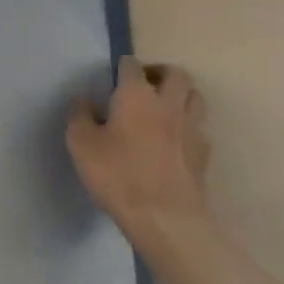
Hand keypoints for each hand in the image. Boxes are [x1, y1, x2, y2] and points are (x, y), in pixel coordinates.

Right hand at [67, 59, 210, 240]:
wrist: (165, 219)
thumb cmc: (119, 176)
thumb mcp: (81, 145)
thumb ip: (80, 116)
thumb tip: (84, 100)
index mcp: (136, 94)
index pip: (132, 64)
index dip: (122, 67)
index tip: (113, 79)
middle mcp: (168, 103)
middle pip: (176, 73)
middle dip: (161, 73)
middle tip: (146, 86)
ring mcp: (191, 128)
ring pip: (195, 98)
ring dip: (181, 96)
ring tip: (165, 109)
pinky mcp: (203, 155)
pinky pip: (199, 130)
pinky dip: (189, 129)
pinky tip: (176, 143)